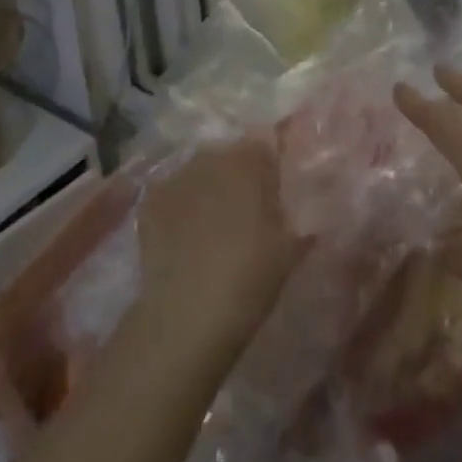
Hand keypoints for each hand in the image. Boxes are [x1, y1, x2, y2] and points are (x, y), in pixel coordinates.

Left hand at [135, 133, 308, 351]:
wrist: (186, 317)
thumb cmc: (249, 279)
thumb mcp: (290, 249)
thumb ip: (301, 215)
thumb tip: (311, 203)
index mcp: (248, 161)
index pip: (265, 145)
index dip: (270, 168)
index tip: (274, 194)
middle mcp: (211, 157)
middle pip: (229, 156)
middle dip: (238, 175)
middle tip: (245, 211)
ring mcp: (176, 176)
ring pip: (200, 172)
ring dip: (208, 188)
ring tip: (212, 225)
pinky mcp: (150, 200)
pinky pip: (172, 192)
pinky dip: (180, 206)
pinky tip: (183, 235)